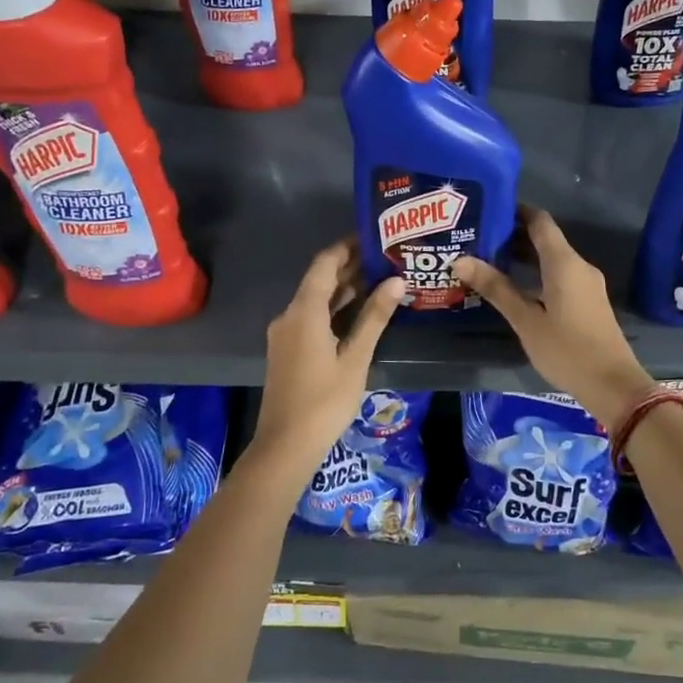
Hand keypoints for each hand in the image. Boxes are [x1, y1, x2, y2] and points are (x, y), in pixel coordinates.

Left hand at [250, 239, 403, 477]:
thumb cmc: (325, 401)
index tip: (374, 237)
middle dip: (351, 267)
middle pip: (320, 280)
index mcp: (304, 311)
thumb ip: (374, 317)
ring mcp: (285, 334)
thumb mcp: (355, 358)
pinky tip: (360, 313)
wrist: (285, 445)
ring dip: (344, 289)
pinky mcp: (288, 350)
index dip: (347, 247)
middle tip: (387, 258)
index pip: (325, 263)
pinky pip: (312, 317)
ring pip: (316, 300)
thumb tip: (397, 281)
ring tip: (381, 280)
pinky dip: (334, 309)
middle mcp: (289, 315)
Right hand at [453, 207, 652, 422]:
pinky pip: (560, 275)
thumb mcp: (526, 320)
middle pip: (545, 239)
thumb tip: (461, 260)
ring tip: (488, 261)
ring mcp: (586, 284)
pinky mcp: (588, 301)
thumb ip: (496, 288)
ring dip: (524, 257)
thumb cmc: (567, 350)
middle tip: (478, 238)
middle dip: (513, 236)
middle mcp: (578, 266)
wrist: (613, 384)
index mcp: (564, 263)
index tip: (487, 211)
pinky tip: (515, 287)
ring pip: (552, 259)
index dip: (515, 211)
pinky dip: (537, 273)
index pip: (539, 221)